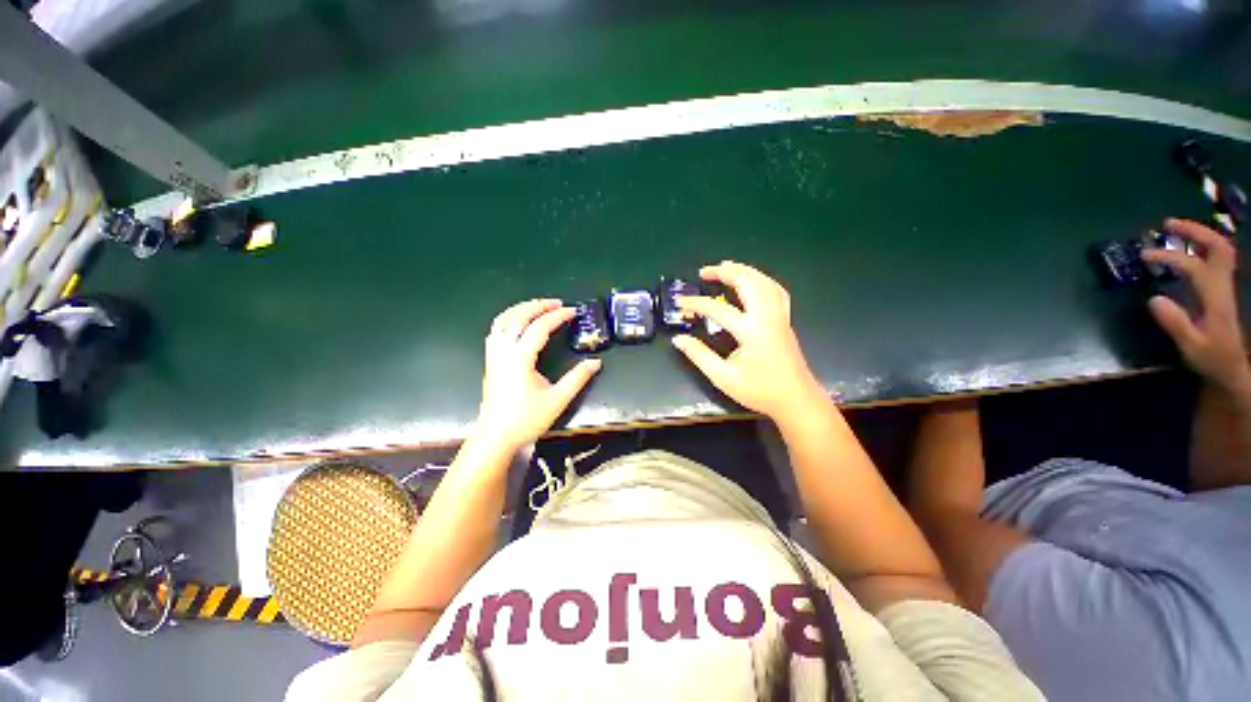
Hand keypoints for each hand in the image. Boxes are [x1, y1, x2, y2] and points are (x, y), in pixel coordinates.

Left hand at [475, 299, 601, 452]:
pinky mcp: (490, 360)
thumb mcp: (558, 400)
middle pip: (518, 317)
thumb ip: (578, 378)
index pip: (540, 327)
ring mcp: (494, 355)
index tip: (573, 312)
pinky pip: (496, 330)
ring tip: (538, 306)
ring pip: (503, 320)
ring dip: (521, 308)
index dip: (558, 316)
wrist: (496, 436)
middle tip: (557, 303)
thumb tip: (596, 362)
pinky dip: (508, 318)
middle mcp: (504, 351)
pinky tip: (518, 322)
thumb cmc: (526, 419)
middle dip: (538, 305)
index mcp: (520, 358)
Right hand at [671, 261, 823, 420]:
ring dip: (744, 270)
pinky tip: (753, 280)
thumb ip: (699, 355)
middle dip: (725, 272)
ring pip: (764, 282)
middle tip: (704, 271)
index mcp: (751, 331)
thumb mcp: (723, 377)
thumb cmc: (759, 391)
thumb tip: (678, 339)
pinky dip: (762, 280)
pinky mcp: (785, 320)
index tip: (680, 303)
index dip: (696, 303)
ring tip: (726, 266)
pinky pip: (776, 291)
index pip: (718, 309)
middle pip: (748, 283)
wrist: (796, 400)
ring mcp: (780, 316)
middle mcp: (767, 317)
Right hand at [1141, 219, 1249, 393]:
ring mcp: (1224, 285)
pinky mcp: (1220, 288)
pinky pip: (1215, 258)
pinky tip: (1186, 248)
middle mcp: (1223, 285)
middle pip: (1217, 246)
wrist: (1233, 368)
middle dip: (1194, 231)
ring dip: (1198, 235)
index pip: (1195, 266)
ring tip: (1173, 231)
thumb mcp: (1192, 347)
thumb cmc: (1211, 359)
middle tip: (1167, 225)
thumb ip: (1175, 323)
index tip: (1145, 257)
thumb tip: (1153, 298)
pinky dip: (1201, 246)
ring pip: (1219, 249)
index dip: (1171, 257)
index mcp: (1216, 297)